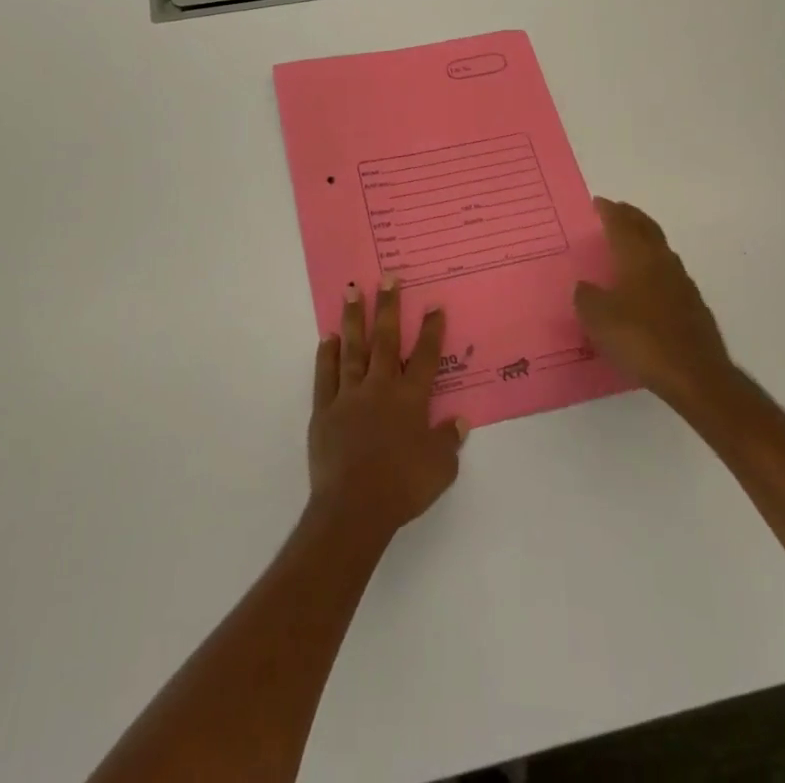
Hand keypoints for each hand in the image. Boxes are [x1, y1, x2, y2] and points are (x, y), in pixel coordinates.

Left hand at [308, 278, 466, 541]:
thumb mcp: (440, 469)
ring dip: (353, 318)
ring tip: (351, 290)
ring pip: (352, 348)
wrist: (355, 507)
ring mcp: (349, 395)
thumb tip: (459, 421)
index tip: (433, 304)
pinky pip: (326, 375)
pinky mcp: (325, 409)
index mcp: (410, 399)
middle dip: (388, 306)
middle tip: (388, 277)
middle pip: (385, 340)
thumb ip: (449, 441)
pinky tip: (328, 337)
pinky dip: (327, 355)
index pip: (424, 357)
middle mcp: (380, 388)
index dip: (431, 330)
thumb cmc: (403, 486)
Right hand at [575, 198, 734, 412]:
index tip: (599, 202)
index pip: (622, 224)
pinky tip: (646, 286)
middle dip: (631, 217)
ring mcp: (683, 285)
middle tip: (617, 212)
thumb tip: (586, 287)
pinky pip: (669, 276)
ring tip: (630, 245)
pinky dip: (655, 269)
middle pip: (647, 229)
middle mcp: (662, 262)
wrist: (695, 376)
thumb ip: (586, 297)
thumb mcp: (597, 318)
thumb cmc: (640, 339)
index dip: (609, 211)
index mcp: (637, 257)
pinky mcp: (694, 308)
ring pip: (661, 251)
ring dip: (645, 242)